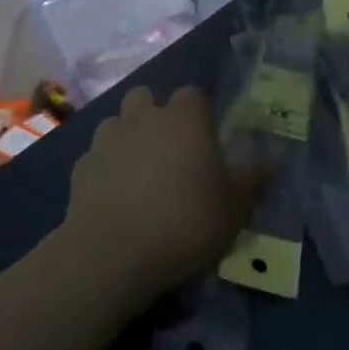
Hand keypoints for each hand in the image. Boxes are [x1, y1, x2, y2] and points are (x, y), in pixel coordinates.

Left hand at [61, 85, 261, 305]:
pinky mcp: (80, 168)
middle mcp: (143, 118)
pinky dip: (105, 168)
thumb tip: (268, 162)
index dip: (199, 113)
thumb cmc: (185, 222)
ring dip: (127, 138)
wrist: (113, 255)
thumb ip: (250, 180)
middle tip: (170, 151)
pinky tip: (114, 197)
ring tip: (139, 173)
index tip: (206, 139)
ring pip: (116, 123)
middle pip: (145, 97)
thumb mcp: (234, 208)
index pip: (193, 94)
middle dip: (155, 115)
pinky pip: (96, 157)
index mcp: (185, 119)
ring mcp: (106, 140)